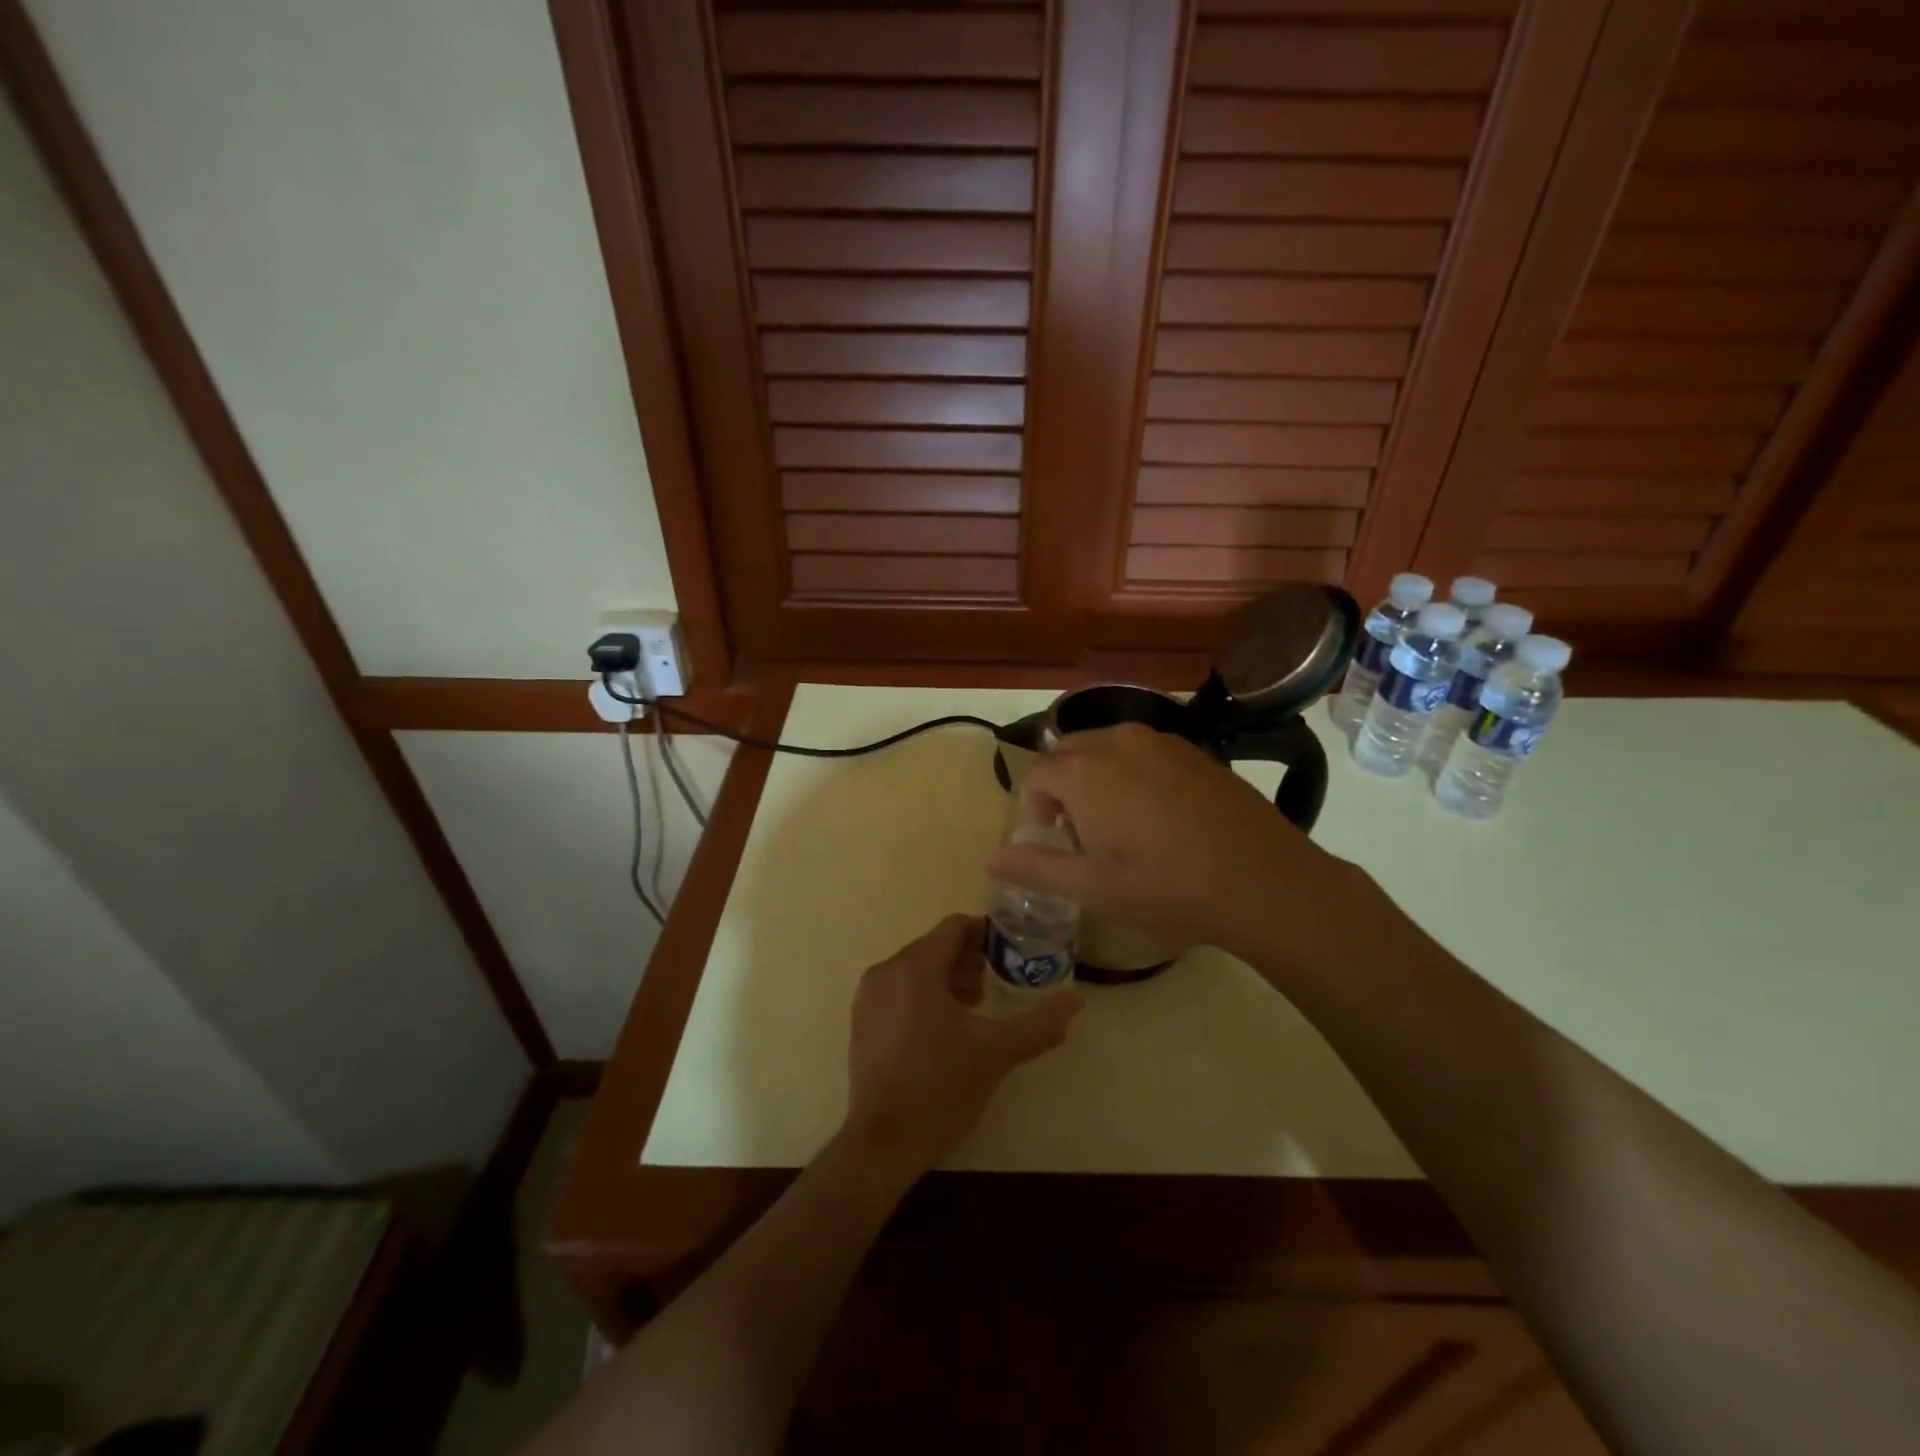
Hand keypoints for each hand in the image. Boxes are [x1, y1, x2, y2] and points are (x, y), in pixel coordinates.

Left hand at [843, 914, 1079, 1174]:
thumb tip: (1076, 1000)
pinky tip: (944, 1029)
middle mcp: (886, 971)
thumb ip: (1039, 1023)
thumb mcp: (997, 1053)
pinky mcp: (861, 1020)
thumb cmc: (940, 1088)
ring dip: (948, 977)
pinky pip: (898, 989)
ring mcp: (868, 997)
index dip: (985, 933)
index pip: (954, 927)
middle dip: (968, 959)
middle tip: (997, 983)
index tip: (1010, 950)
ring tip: (975, 1007)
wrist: (883, 1143)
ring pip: (915, 968)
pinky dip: (923, 994)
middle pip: (934, 946)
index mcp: (916, 968)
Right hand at [985, 724, 1382, 970]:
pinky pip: (1144, 751)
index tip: (1054, 841)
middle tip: (1082, 834)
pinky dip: (1133, 773)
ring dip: (1097, 777)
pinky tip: (1160, 816)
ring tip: (1121, 824)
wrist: (1263, 881)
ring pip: (1107, 747)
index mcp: (1085, 772)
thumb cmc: (1166, 887)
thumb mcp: (1093, 887)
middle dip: (1064, 787)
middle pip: (1069, 752)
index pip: (1038, 774)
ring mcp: (1162, 741)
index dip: (1037, 808)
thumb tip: (990, 860)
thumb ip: (1036, 867)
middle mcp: (1118, 742)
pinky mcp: (1195, 750)